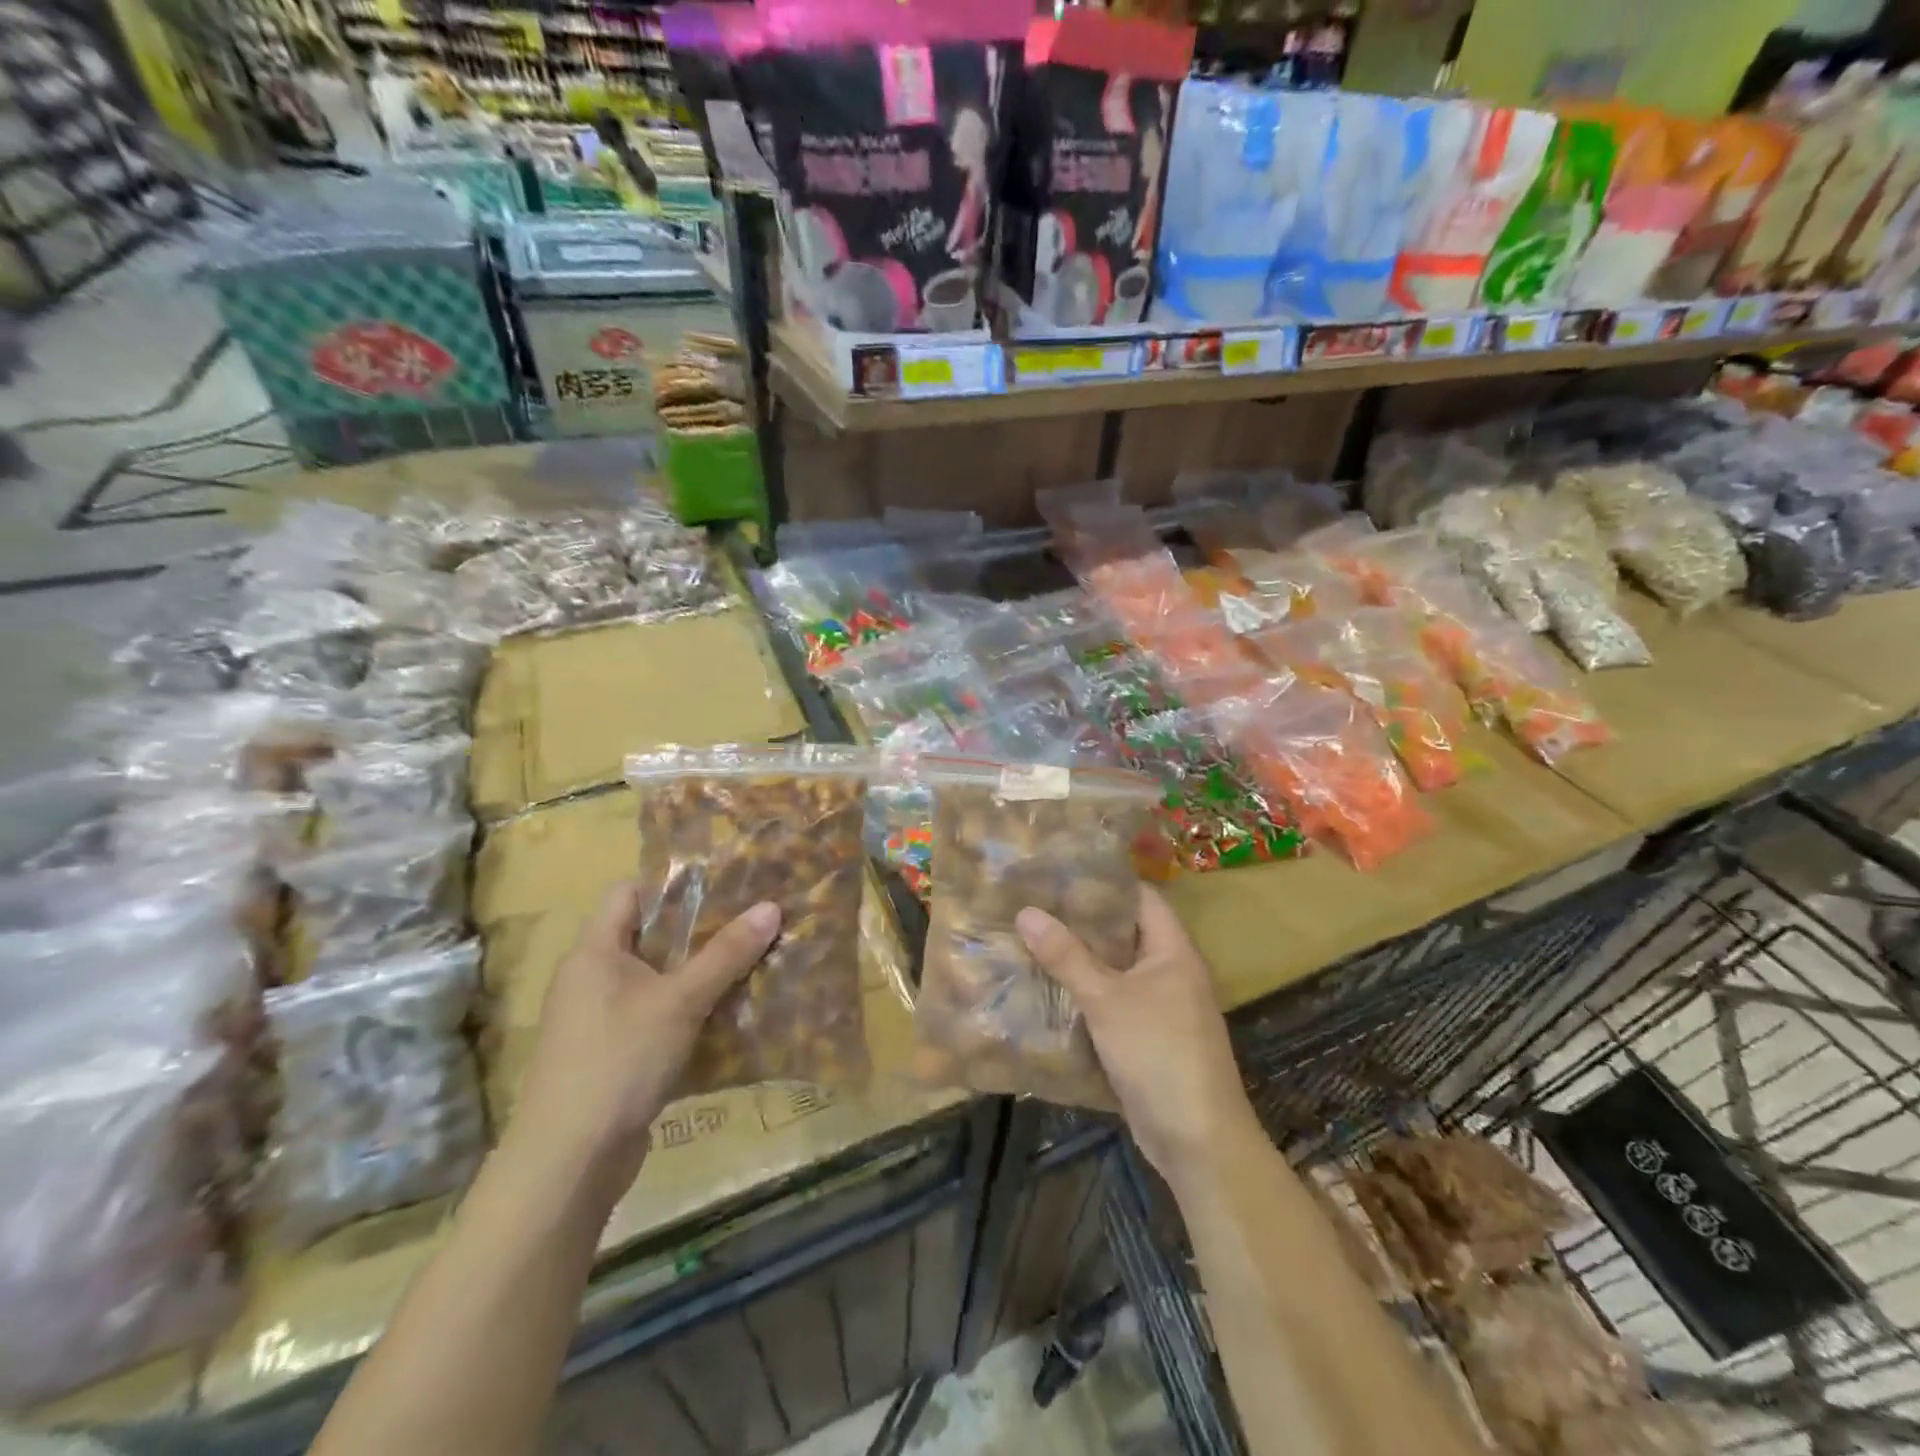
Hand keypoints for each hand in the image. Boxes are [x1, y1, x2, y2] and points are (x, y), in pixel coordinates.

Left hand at [509, 883, 780, 1202]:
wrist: (569, 1161)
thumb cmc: (619, 1060)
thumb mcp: (680, 1000)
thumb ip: (726, 954)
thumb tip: (772, 906)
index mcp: (594, 951)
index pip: (629, 893)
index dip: (673, 884)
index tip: (724, 885)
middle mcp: (590, 978)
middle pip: (648, 936)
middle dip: (699, 930)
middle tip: (749, 922)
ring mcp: (598, 1020)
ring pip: (656, 980)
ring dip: (698, 974)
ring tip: (749, 963)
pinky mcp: (611, 1056)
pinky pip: (655, 1017)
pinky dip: (687, 1012)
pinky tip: (727, 1015)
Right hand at [1018, 887, 1263, 1191]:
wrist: (1197, 1139)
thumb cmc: (1158, 1053)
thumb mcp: (1106, 999)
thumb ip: (1066, 956)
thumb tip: (1026, 911)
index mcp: (1174, 951)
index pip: (1141, 898)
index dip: (1106, 882)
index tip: (1062, 873)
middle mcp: (1172, 972)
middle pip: (1125, 933)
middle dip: (1084, 922)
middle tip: (1037, 906)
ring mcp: (1163, 1008)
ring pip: (1117, 971)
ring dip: (1082, 961)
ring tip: (1035, 940)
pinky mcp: (1149, 1039)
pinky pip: (1115, 1003)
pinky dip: (1087, 995)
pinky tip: (1050, 991)